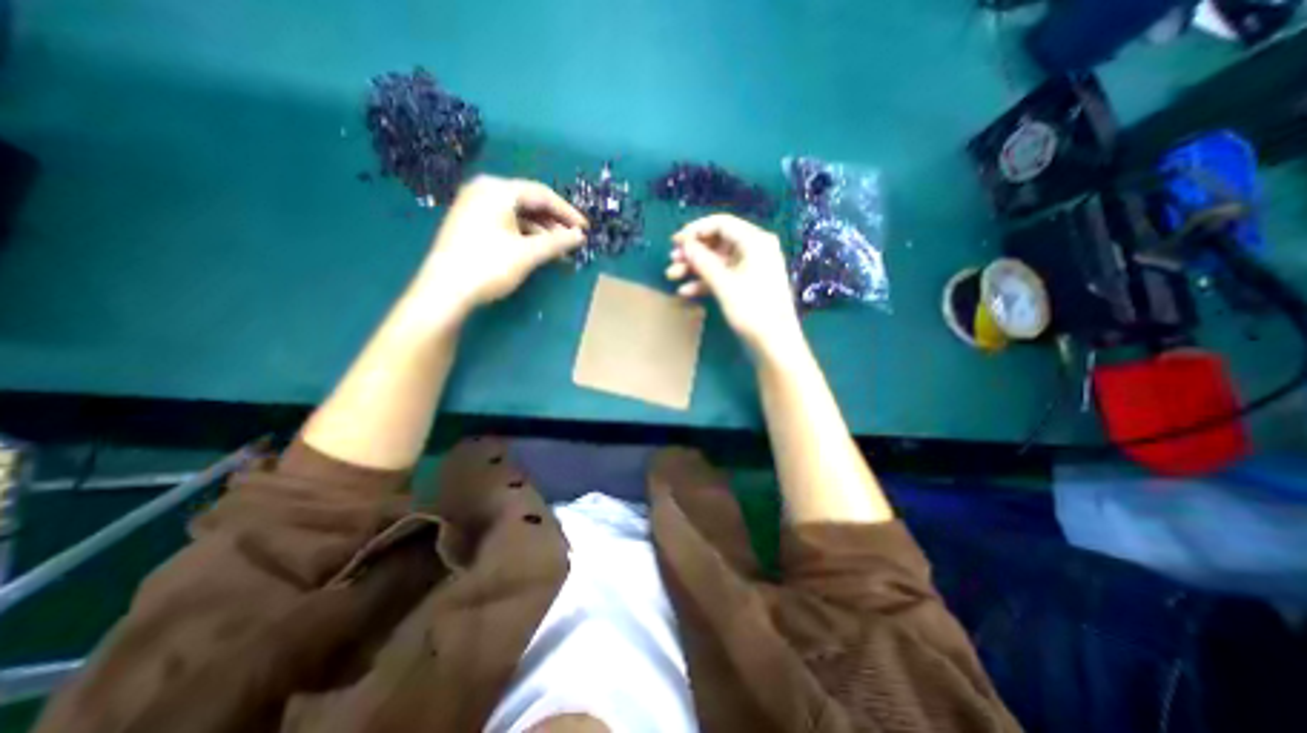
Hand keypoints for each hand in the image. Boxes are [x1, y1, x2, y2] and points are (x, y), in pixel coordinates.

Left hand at [412, 179, 586, 316]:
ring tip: (560, 250)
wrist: (445, 290)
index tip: (585, 229)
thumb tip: (580, 236)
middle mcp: (485, 191)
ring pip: (518, 214)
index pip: (542, 194)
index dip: (567, 213)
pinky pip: (506, 223)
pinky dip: (525, 235)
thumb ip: (557, 242)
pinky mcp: (471, 223)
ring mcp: (474, 206)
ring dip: (542, 231)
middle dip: (554, 223)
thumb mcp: (528, 253)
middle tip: (574, 240)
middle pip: (530, 202)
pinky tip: (538, 250)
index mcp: (498, 190)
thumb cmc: (488, 266)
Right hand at [668, 212, 801, 356]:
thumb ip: (702, 261)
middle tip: (672, 261)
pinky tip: (686, 292)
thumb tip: (685, 244)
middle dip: (693, 252)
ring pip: (717, 260)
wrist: (774, 343)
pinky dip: (705, 281)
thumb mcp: (724, 284)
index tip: (675, 241)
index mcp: (755, 241)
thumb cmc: (752, 310)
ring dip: (695, 268)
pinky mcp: (746, 283)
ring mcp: (750, 267)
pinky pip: (723, 275)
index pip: (721, 224)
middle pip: (717, 242)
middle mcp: (754, 249)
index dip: (695, 230)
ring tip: (673, 276)